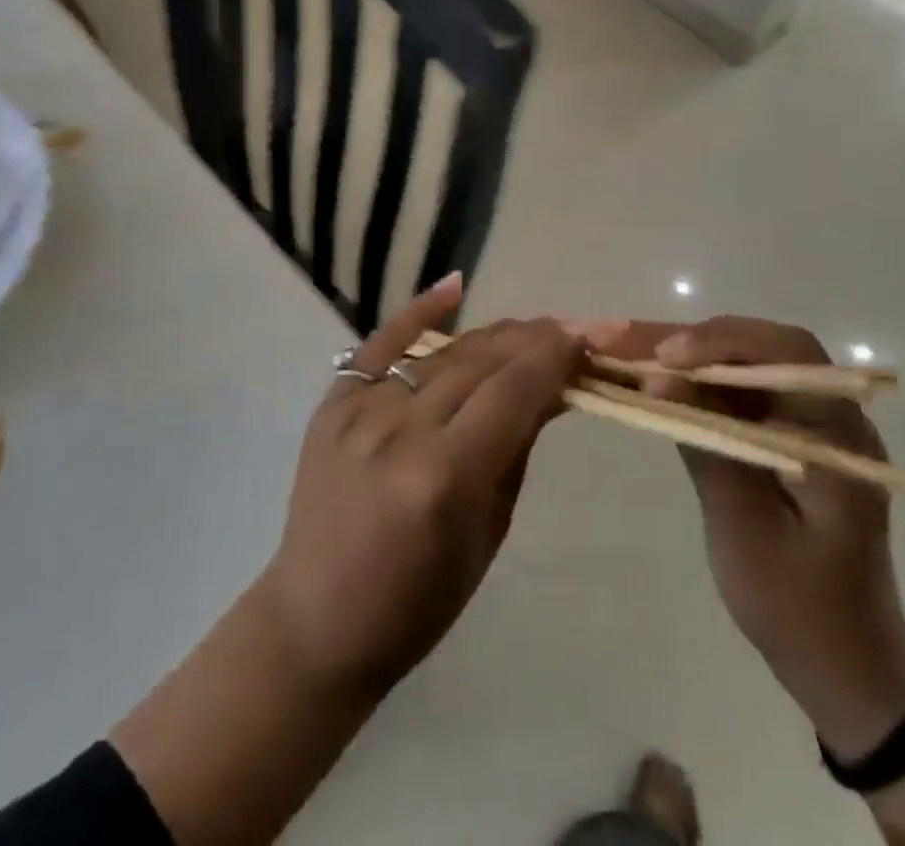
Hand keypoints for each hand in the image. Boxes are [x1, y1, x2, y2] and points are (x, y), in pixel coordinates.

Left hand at [257, 276, 584, 702]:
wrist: (317, 619)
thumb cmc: (418, 601)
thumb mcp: (487, 532)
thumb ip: (517, 449)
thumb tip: (554, 388)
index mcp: (444, 476)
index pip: (512, 393)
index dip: (554, 358)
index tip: (588, 339)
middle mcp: (401, 431)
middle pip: (480, 363)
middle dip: (533, 341)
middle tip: (572, 330)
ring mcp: (359, 412)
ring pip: (441, 353)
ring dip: (493, 336)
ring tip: (532, 328)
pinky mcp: (332, 404)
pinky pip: (380, 345)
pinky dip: (418, 313)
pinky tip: (456, 286)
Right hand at [582, 316, 904, 758]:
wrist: (845, 670)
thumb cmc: (799, 607)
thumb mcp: (745, 529)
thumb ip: (706, 444)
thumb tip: (660, 377)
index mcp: (837, 433)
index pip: (786, 353)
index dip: (722, 342)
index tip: (664, 358)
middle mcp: (827, 414)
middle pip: (756, 348)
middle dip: (688, 340)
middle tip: (623, 340)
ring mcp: (804, 424)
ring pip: (740, 365)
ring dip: (684, 355)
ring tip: (623, 351)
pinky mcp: (780, 437)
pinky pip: (735, 392)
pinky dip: (692, 383)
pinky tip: (652, 381)